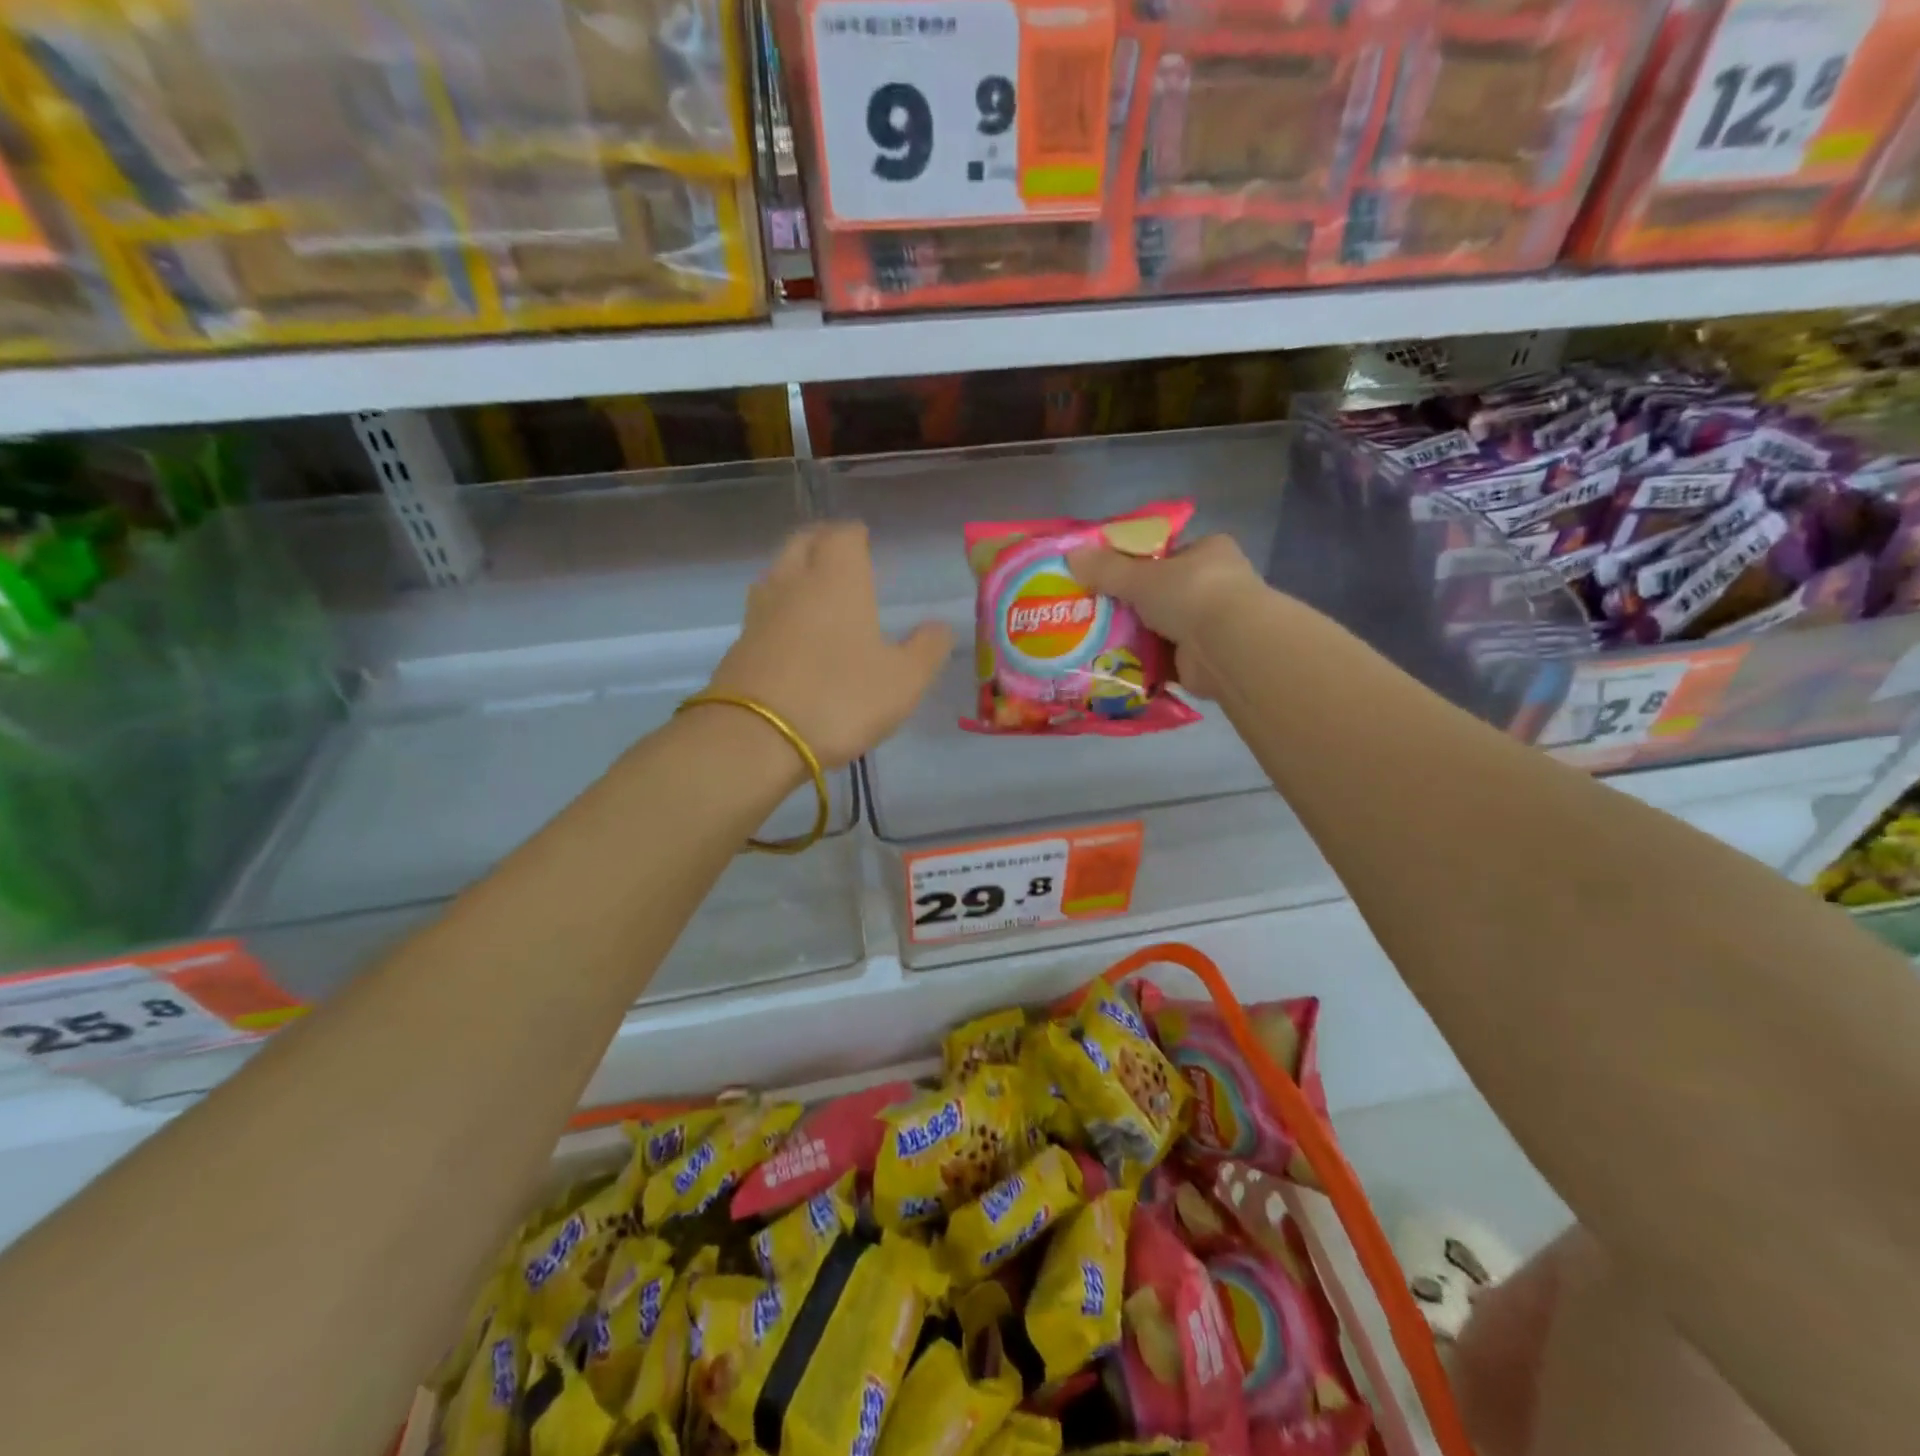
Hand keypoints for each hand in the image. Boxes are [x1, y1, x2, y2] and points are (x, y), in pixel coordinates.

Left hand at [704, 523, 952, 767]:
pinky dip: (779, 608)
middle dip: (822, 542)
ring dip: (796, 571)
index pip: (843, 535)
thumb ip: (927, 649)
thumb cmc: (840, 699)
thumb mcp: (904, 681)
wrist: (756, 737)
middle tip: (840, 556)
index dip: (856, 535)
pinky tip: (792, 631)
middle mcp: (794, 583)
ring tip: (815, 589)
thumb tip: (939, 626)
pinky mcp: (739, 643)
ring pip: (777, 572)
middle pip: (803, 542)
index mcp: (837, 579)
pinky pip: (763, 609)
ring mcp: (760, 612)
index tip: (866, 542)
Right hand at [1067, 534, 1267, 699]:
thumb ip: (1106, 568)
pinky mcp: (1202, 659)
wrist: (1228, 648)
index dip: (1134, 563)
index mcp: (1207, 551)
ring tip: (1093, 640)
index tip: (1103, 575)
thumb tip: (1071, 555)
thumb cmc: (1190, 594)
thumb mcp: (1141, 576)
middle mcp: (1214, 585)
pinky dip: (1142, 662)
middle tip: (1091, 611)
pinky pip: (1163, 658)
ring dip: (1134, 635)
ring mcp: (1211, 624)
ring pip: (1160, 626)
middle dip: (1130, 604)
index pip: (1165, 553)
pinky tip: (1112, 665)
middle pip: (1160, 592)